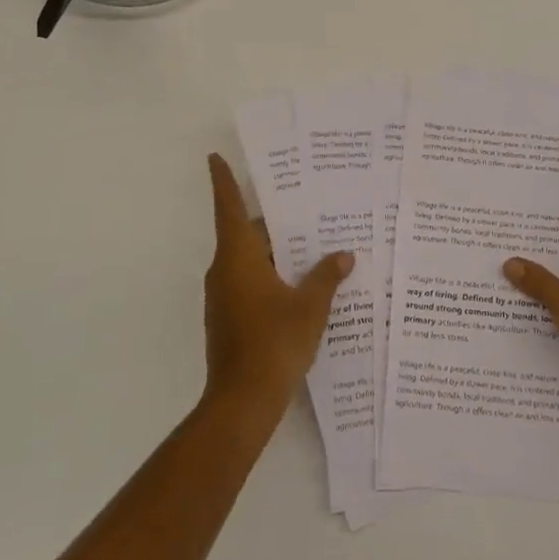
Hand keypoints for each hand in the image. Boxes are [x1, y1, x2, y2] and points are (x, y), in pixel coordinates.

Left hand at [201, 154, 351, 422]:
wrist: (242, 403)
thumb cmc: (274, 343)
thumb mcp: (310, 306)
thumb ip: (327, 276)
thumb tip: (343, 255)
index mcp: (238, 258)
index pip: (229, 208)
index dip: (223, 181)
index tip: (215, 157)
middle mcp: (225, 271)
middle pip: (245, 233)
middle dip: (272, 218)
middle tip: (304, 200)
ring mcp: (224, 297)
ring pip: (250, 259)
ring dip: (276, 248)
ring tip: (313, 238)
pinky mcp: (230, 318)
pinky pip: (251, 281)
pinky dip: (273, 273)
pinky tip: (303, 280)